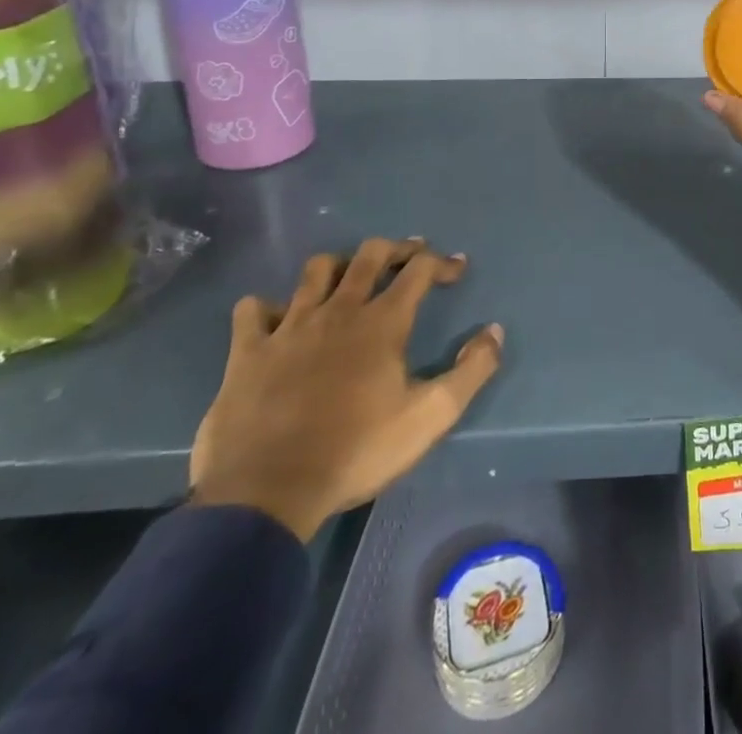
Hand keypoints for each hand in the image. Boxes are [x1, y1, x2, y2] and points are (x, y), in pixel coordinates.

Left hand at [189, 238, 502, 541]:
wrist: (265, 494)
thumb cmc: (356, 451)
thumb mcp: (430, 417)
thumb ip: (472, 371)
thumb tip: (494, 331)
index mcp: (382, 322)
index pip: (420, 270)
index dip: (442, 262)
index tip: (457, 269)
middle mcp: (338, 310)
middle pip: (370, 255)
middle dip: (396, 248)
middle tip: (409, 256)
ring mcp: (289, 327)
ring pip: (316, 271)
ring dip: (338, 266)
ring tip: (348, 279)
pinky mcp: (247, 352)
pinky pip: (252, 310)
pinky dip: (267, 307)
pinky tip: (277, 319)